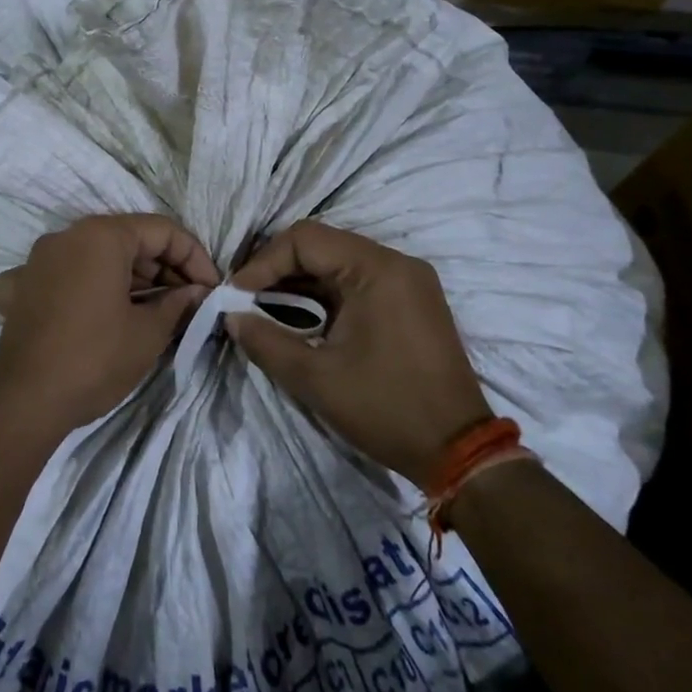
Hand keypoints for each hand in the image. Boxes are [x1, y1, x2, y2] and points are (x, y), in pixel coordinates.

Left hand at [0, 214, 219, 435]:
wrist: (24, 402)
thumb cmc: (95, 360)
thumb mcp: (149, 332)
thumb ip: (178, 303)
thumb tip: (196, 292)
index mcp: (100, 235)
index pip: (162, 230)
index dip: (194, 257)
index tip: (210, 289)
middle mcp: (66, 236)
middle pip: (127, 239)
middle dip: (162, 268)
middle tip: (188, 303)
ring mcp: (37, 261)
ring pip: (95, 257)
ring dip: (128, 278)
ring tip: (154, 311)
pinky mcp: (20, 288)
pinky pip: (61, 277)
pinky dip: (84, 288)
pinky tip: (95, 311)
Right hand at [227, 221, 490, 481]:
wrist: (459, 452)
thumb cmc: (386, 408)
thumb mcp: (315, 378)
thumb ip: (265, 341)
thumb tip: (231, 317)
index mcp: (377, 269)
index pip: (305, 239)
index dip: (263, 262)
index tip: (236, 295)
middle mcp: (396, 262)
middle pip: (321, 245)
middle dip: (277, 270)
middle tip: (245, 299)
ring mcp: (408, 280)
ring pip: (338, 262)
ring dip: (299, 282)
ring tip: (265, 308)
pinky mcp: (411, 300)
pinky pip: (357, 281)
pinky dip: (324, 294)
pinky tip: (301, 318)